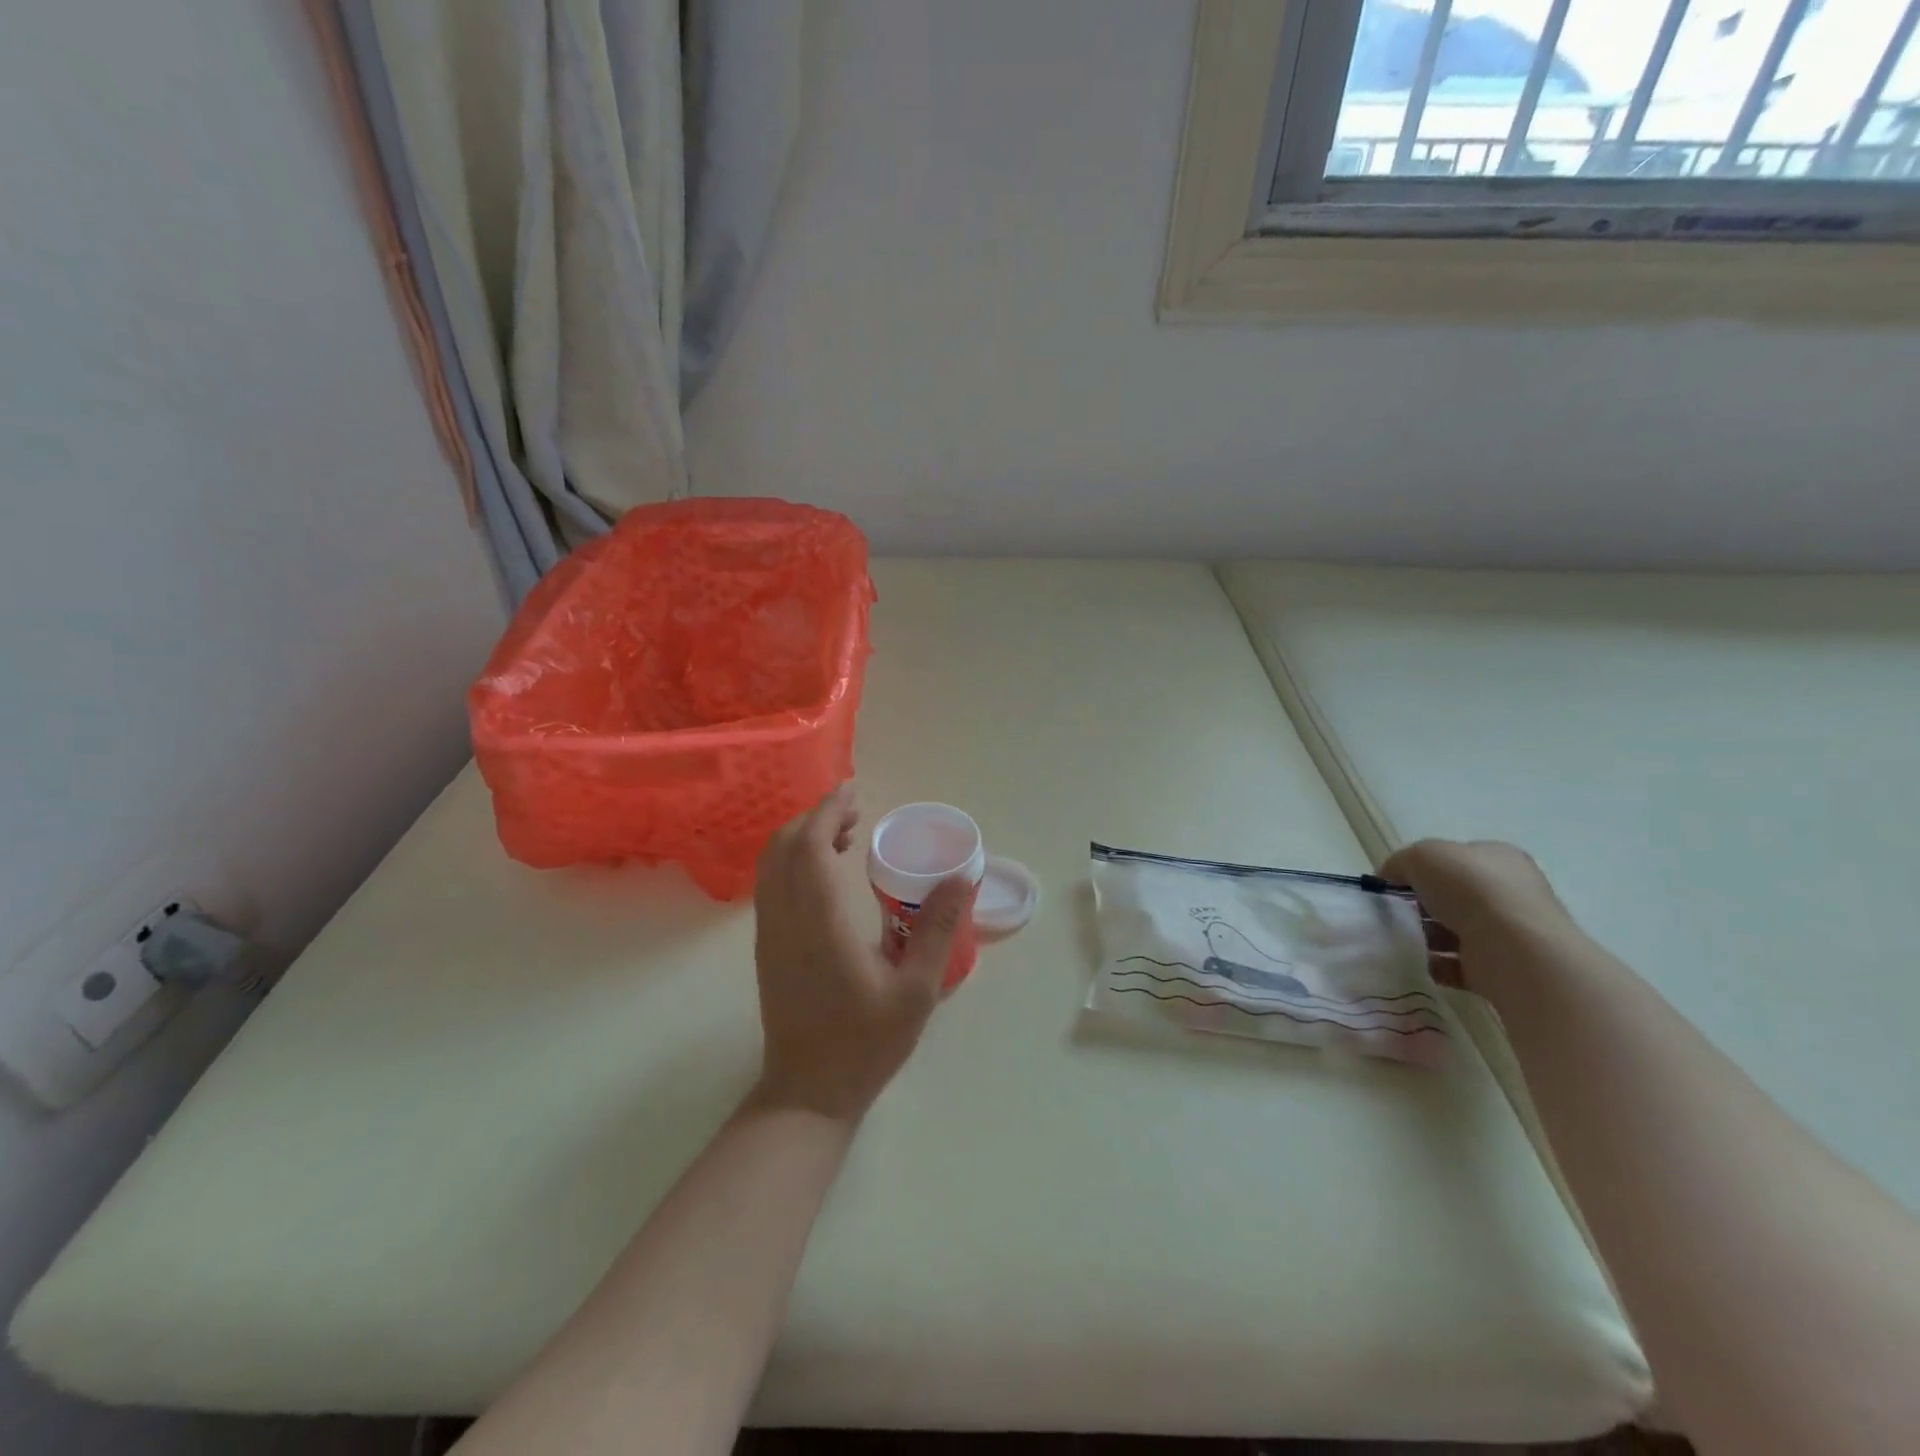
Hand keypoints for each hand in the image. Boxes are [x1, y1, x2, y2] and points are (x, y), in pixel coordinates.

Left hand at [751, 784, 970, 1122]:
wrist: (808, 1092)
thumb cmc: (865, 1043)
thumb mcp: (916, 991)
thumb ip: (935, 929)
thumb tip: (959, 878)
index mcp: (820, 924)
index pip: (811, 847)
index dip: (828, 810)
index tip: (853, 791)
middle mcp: (785, 919)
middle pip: (785, 846)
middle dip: (817, 816)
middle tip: (857, 811)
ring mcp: (769, 933)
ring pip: (771, 863)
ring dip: (802, 836)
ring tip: (844, 835)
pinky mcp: (766, 946)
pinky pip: (770, 883)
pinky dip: (792, 859)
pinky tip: (825, 872)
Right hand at [1380, 839, 1576, 957]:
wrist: (1515, 950)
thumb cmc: (1471, 889)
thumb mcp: (1422, 855)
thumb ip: (1400, 862)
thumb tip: (1388, 878)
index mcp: (1497, 858)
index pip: (1453, 859)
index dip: (1419, 869)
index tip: (1392, 884)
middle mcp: (1508, 893)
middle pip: (1451, 896)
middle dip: (1419, 905)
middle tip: (1392, 913)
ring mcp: (1507, 932)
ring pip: (1452, 931)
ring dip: (1424, 936)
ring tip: (1399, 940)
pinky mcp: (1500, 967)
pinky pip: (1457, 964)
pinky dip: (1434, 964)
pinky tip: (1415, 962)